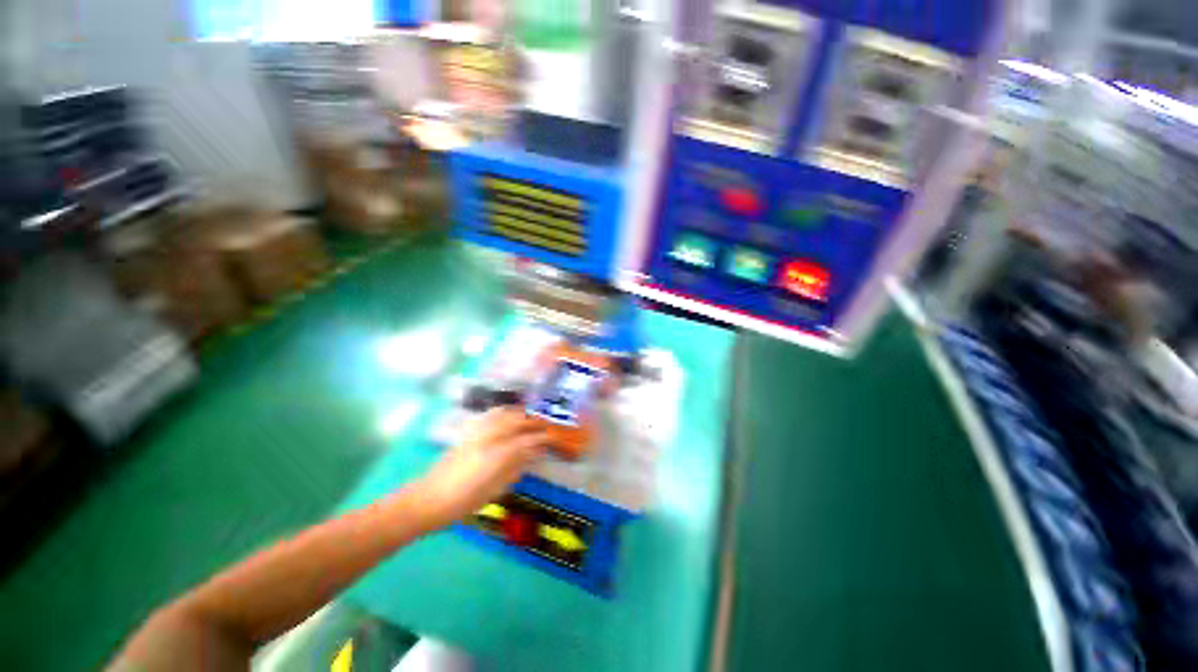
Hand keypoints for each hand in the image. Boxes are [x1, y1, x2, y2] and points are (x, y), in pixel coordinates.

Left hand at [409, 408, 548, 529]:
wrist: (427, 499)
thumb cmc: (463, 502)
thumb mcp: (495, 490)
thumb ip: (516, 468)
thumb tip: (534, 454)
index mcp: (497, 455)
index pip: (528, 440)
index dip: (543, 437)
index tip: (554, 437)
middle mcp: (489, 437)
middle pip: (518, 421)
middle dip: (534, 422)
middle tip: (545, 427)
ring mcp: (477, 431)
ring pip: (504, 413)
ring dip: (520, 414)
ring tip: (530, 419)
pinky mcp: (468, 431)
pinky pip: (490, 414)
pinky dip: (504, 412)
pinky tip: (508, 416)